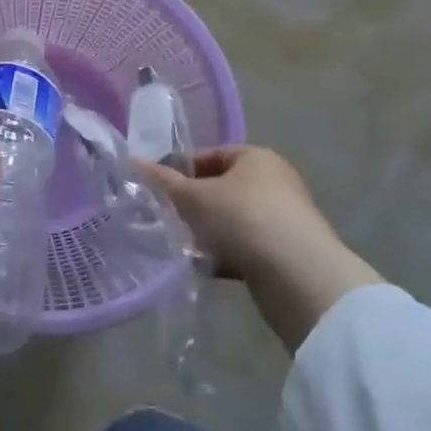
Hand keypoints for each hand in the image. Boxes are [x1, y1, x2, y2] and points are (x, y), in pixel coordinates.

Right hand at [139, 145, 383, 351]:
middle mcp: (274, 181)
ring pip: (232, 220)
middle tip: (166, 220)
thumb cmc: (241, 219)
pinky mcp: (287, 251)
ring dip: (207, 233)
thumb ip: (162, 181)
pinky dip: (226, 255)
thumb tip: (133, 161)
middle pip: (221, 188)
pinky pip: (246, 246)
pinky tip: (206, 268)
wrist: (298, 275)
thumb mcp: (193, 198)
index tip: (157, 190)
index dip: (179, 170)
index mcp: (255, 157)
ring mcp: (283, 217)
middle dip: (192, 206)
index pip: (209, 155)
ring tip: (182, 247)